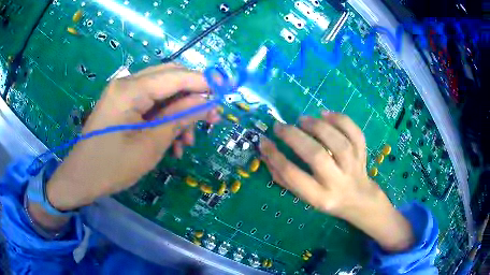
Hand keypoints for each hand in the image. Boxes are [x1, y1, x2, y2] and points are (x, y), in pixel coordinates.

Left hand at [46, 63, 219, 210]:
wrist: (81, 179)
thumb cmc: (112, 166)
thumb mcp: (150, 145)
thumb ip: (179, 118)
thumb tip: (206, 102)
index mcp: (130, 90)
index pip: (175, 76)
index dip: (203, 82)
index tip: (225, 92)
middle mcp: (126, 83)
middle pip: (169, 77)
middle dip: (193, 94)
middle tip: (210, 116)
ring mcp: (122, 93)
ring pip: (161, 92)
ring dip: (179, 111)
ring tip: (189, 140)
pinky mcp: (121, 105)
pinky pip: (149, 104)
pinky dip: (164, 118)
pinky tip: (172, 141)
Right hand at [259, 111, 413, 251]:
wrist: (358, 199)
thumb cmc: (327, 198)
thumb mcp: (304, 196)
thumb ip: (284, 178)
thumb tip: (266, 153)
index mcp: (319, 197)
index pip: (294, 176)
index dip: (275, 157)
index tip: (264, 141)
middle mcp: (337, 182)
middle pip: (317, 156)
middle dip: (294, 137)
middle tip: (280, 126)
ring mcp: (353, 167)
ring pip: (338, 142)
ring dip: (318, 126)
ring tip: (302, 119)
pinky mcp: (363, 154)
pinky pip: (355, 133)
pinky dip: (341, 120)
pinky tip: (325, 114)